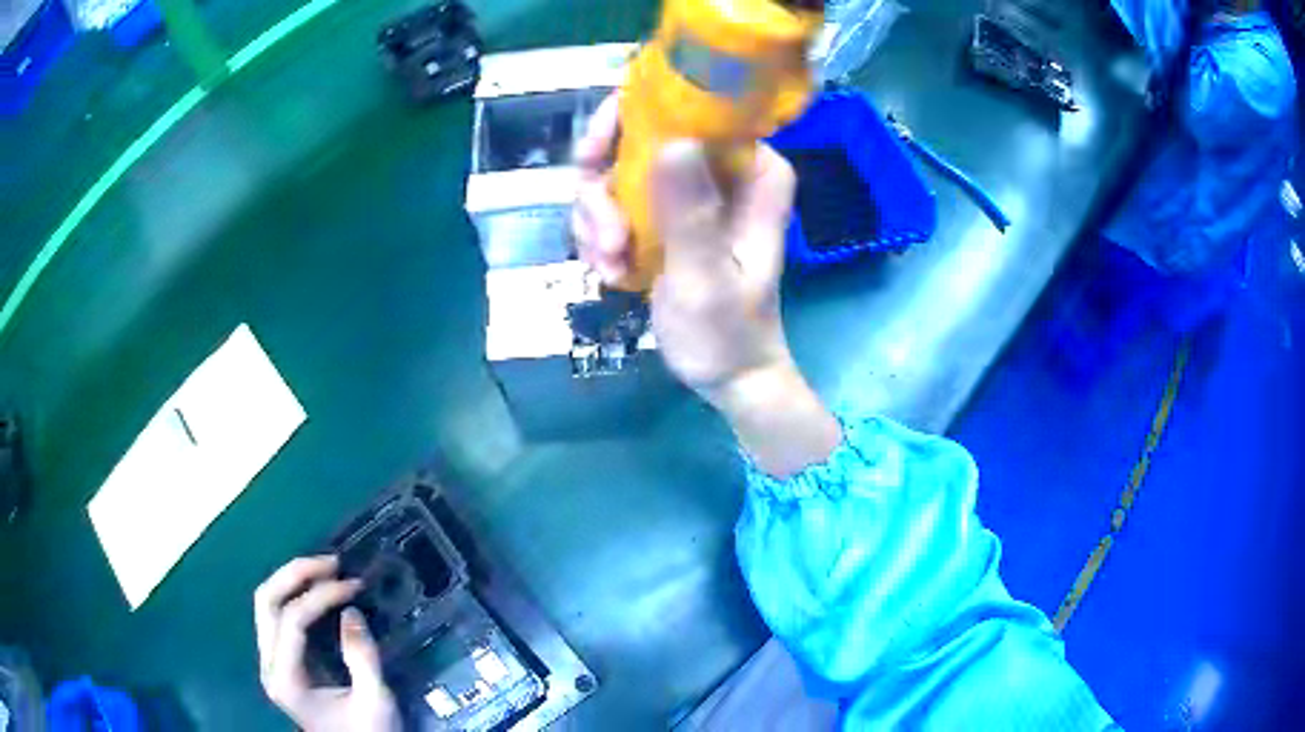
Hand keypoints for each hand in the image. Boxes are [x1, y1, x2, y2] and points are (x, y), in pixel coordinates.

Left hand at [255, 556, 398, 731]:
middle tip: (333, 563)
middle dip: (296, 574)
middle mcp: (269, 665)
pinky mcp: (281, 660)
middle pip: (266, 601)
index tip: (354, 584)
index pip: (292, 620)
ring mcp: (271, 661)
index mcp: (286, 679)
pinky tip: (318, 589)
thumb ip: (362, 658)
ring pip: (267, 603)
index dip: (321, 595)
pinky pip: (278, 615)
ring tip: (327, 569)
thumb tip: (351, 611)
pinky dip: (296, 595)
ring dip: (293, 579)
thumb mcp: (374, 701)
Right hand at [574, 94, 795, 398]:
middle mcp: (721, 166)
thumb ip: (690, 214)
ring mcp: (689, 188)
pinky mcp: (665, 211)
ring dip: (599, 218)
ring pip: (616, 169)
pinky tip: (612, 271)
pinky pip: (613, 199)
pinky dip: (601, 234)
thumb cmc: (727, 334)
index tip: (593, 158)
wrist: (727, 373)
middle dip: (604, 186)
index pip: (688, 108)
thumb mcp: (706, 279)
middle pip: (638, 134)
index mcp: (752, 170)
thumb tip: (672, 142)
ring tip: (612, 264)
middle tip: (604, 233)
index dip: (629, 119)